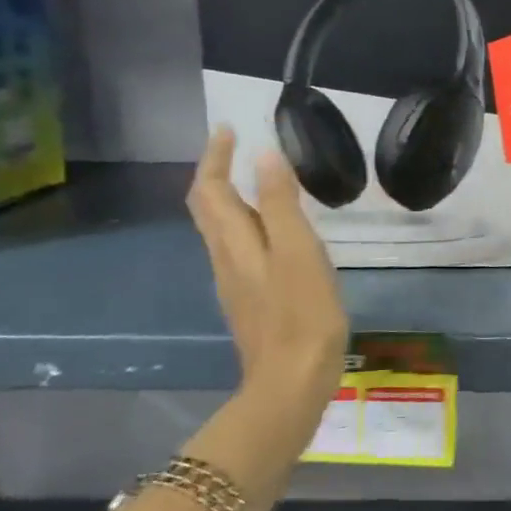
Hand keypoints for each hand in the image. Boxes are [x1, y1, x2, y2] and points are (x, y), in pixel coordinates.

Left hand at [187, 126, 348, 410]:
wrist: (291, 383)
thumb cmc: (302, 313)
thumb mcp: (298, 252)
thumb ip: (280, 204)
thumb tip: (263, 155)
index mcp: (235, 243)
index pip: (210, 190)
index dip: (214, 157)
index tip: (228, 128)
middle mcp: (227, 259)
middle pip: (208, 209)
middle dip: (216, 174)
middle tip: (236, 147)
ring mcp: (237, 283)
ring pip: (222, 230)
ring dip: (231, 198)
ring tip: (258, 179)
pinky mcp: (252, 300)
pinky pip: (242, 249)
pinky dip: (249, 224)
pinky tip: (277, 231)